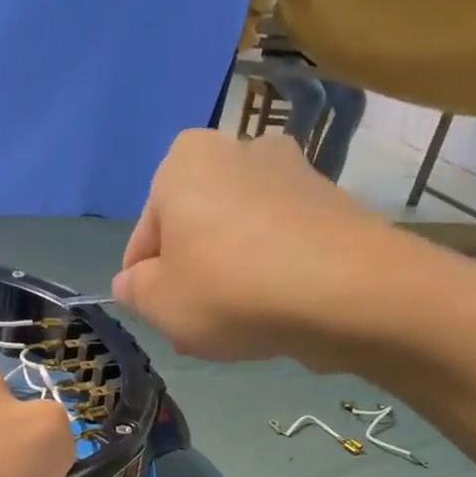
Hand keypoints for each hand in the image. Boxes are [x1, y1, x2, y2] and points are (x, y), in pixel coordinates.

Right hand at [114, 129, 423, 366]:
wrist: (343, 291)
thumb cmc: (229, 290)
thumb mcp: (159, 303)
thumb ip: (135, 291)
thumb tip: (132, 282)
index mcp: (184, 160)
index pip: (146, 233)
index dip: (144, 282)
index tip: (158, 316)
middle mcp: (239, 148)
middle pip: (194, 229)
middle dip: (190, 277)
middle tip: (194, 326)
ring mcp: (291, 171)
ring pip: (237, 237)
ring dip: (227, 278)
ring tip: (235, 328)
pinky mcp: (330, 202)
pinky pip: (278, 243)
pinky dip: (268, 274)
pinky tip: (272, 313)